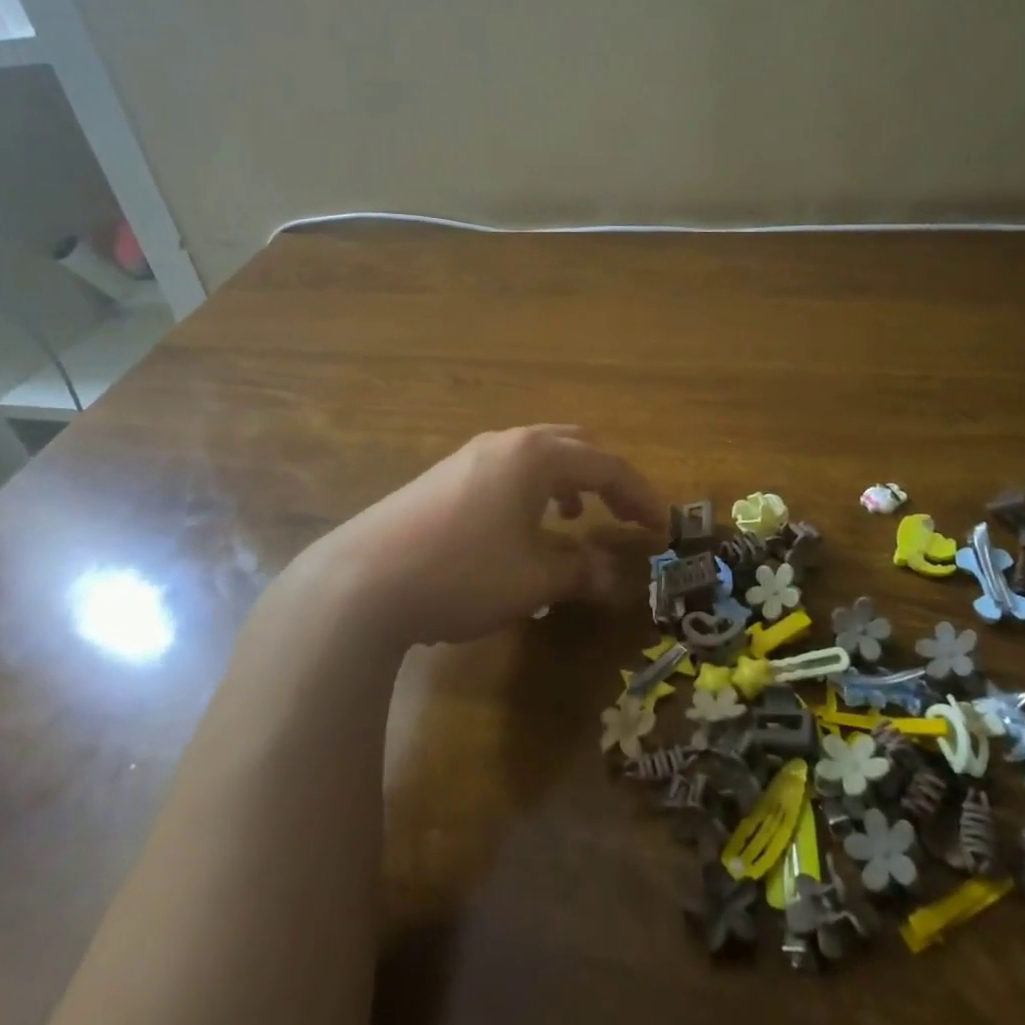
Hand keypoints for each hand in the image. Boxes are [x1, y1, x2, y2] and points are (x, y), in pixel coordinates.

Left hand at [304, 425, 664, 647]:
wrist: (363, 581)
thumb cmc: (463, 573)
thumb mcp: (534, 580)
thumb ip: (581, 572)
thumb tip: (614, 578)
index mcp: (535, 455)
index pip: (607, 466)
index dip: (640, 496)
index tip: (661, 527)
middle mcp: (504, 443)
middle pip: (572, 446)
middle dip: (605, 478)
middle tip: (623, 512)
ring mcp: (467, 457)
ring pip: (534, 456)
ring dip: (566, 481)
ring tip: (574, 515)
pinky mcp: (441, 478)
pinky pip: (505, 472)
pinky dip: (531, 491)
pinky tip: (520, 528)